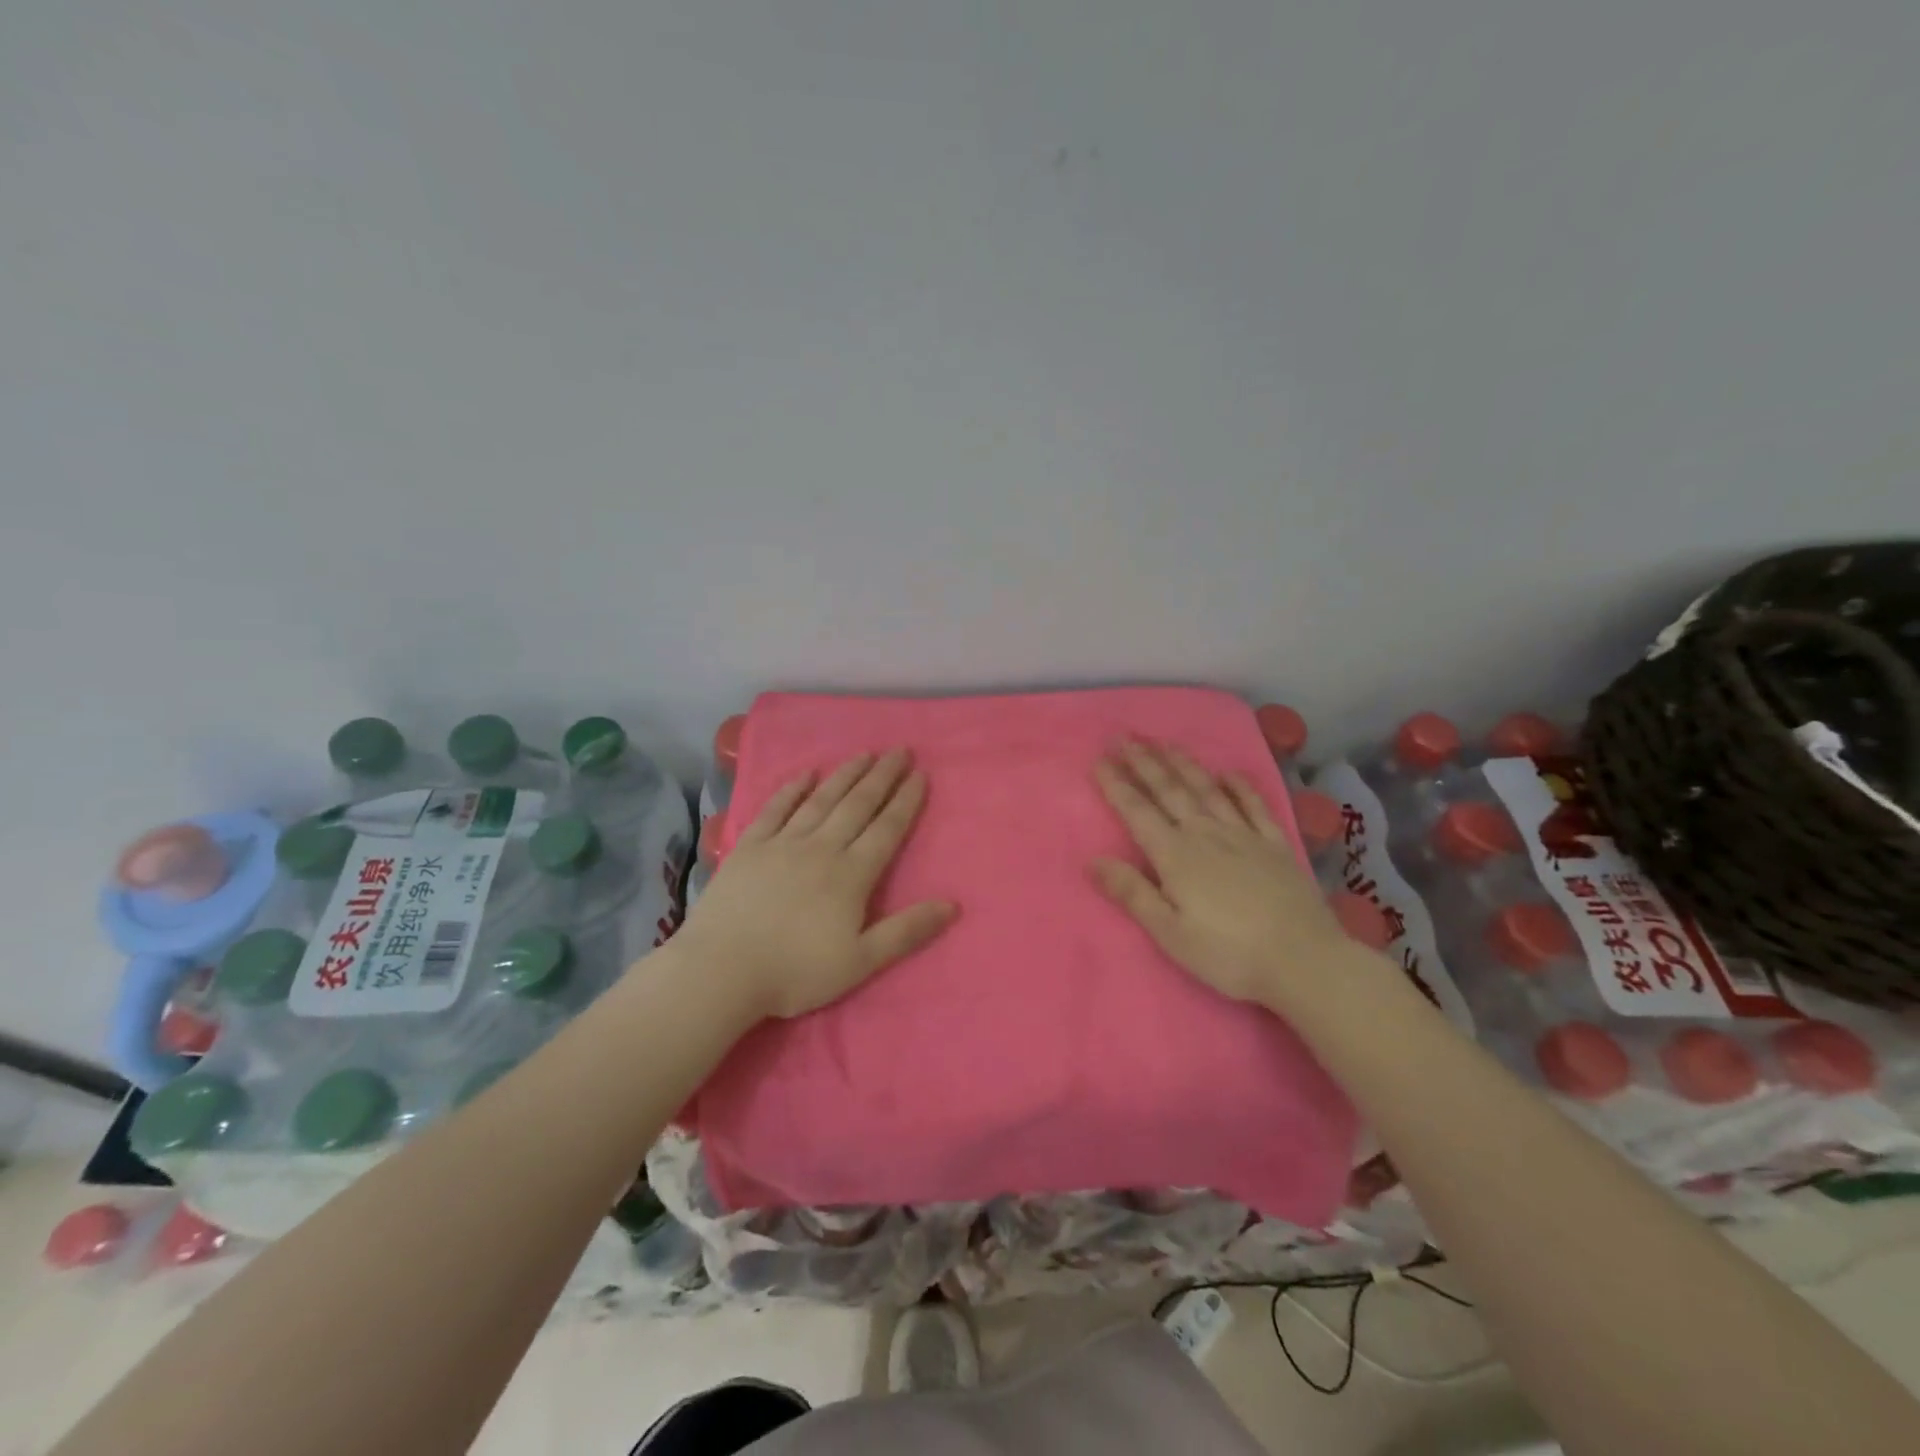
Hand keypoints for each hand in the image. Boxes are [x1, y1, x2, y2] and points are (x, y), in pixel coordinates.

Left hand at [673, 749, 958, 1020]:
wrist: (722, 970)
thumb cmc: (796, 972)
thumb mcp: (861, 962)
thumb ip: (906, 931)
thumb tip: (953, 905)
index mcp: (852, 874)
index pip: (887, 829)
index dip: (906, 801)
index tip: (921, 774)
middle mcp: (822, 848)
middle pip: (858, 805)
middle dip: (882, 776)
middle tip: (900, 750)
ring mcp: (783, 843)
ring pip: (821, 800)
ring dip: (845, 774)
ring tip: (864, 753)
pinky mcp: (750, 847)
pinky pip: (775, 809)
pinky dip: (792, 789)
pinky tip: (805, 773)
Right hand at [1091, 739, 1359, 1007]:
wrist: (1304, 960)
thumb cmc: (1229, 954)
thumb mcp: (1170, 933)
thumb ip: (1132, 893)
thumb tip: (1093, 860)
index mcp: (1176, 856)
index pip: (1137, 812)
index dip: (1116, 785)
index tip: (1099, 759)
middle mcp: (1206, 834)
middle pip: (1169, 791)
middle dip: (1144, 763)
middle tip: (1124, 737)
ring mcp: (1244, 836)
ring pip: (1207, 790)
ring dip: (1183, 764)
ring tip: (1165, 743)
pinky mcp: (1275, 844)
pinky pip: (1254, 806)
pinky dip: (1239, 786)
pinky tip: (1229, 773)